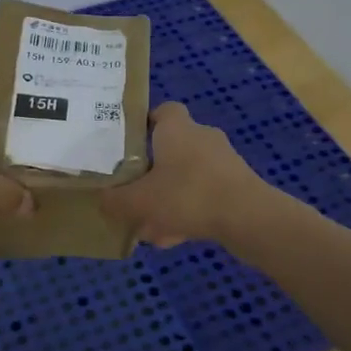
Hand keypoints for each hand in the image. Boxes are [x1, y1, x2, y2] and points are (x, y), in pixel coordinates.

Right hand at [101, 102, 267, 247]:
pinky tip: (175, 239)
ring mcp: (223, 161)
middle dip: (151, 173)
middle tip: (133, 194)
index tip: (126, 146)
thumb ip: (115, 200)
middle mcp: (201, 137)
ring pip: (186, 177)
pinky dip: (188, 213)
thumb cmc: (188, 196)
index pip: (161, 111)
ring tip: (151, 228)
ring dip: (169, 199)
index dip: (143, 125)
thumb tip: (101, 199)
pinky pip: (203, 195)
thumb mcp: (139, 201)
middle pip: (170, 149)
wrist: (248, 218)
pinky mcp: (237, 185)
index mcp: (177, 128)